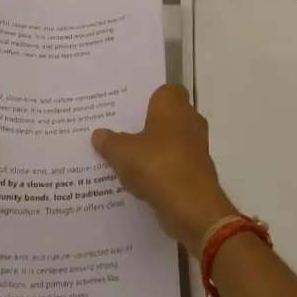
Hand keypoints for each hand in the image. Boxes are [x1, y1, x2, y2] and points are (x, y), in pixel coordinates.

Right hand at [93, 85, 237, 253]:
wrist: (192, 207)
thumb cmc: (157, 165)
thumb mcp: (122, 153)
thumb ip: (110, 141)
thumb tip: (99, 134)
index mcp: (173, 104)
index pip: (164, 90)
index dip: (147, 97)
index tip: (128, 108)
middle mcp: (189, 120)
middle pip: (167, 116)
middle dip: (148, 124)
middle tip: (121, 131)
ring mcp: (196, 147)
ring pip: (171, 141)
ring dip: (154, 149)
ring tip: (126, 157)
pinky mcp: (198, 172)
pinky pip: (175, 164)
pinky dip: (161, 170)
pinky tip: (141, 180)